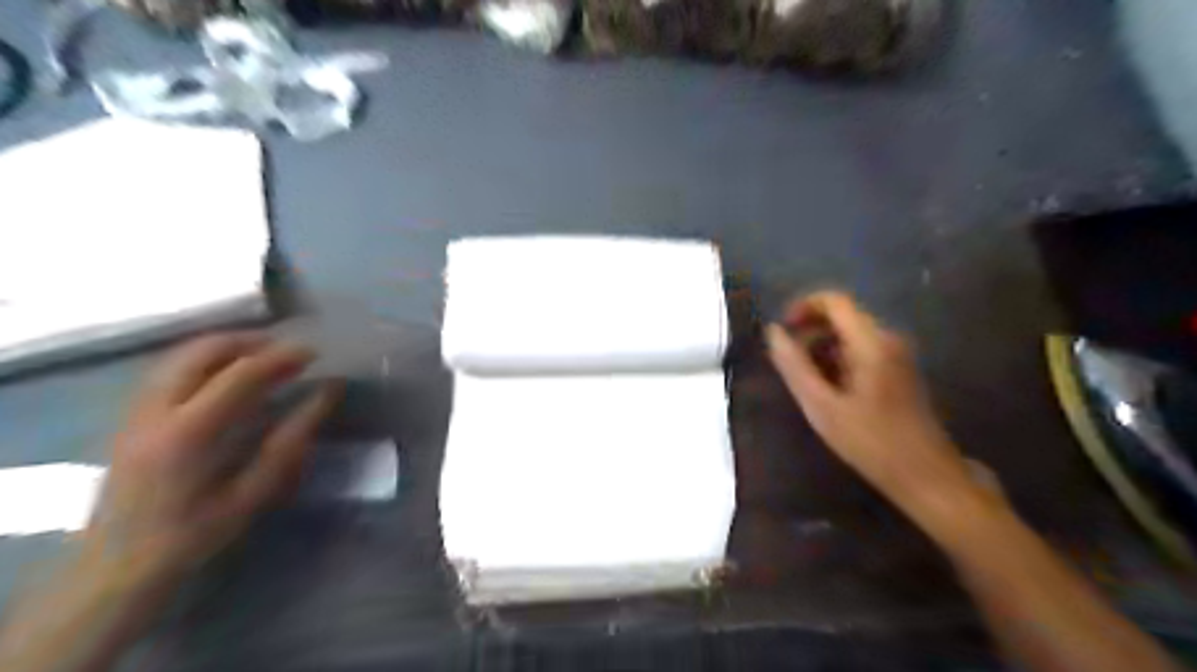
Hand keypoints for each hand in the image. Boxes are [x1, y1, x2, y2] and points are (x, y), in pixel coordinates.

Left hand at [79, 334, 342, 589]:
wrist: (114, 571)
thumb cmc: (195, 535)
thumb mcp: (254, 492)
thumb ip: (291, 439)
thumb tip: (327, 394)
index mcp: (190, 431)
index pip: (242, 373)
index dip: (282, 357)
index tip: (314, 354)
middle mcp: (156, 411)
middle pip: (203, 351)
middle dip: (250, 341)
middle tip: (287, 351)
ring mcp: (136, 412)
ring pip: (181, 356)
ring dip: (226, 347)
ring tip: (264, 357)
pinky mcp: (129, 419)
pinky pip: (168, 371)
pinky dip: (204, 361)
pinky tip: (227, 377)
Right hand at [773, 288, 975, 515]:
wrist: (927, 476)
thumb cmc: (871, 442)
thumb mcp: (822, 406)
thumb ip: (794, 366)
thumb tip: (773, 331)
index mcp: (871, 343)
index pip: (834, 300)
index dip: (803, 307)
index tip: (782, 331)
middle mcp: (888, 339)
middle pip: (842, 316)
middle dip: (810, 333)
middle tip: (789, 365)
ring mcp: (897, 354)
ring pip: (850, 335)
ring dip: (822, 349)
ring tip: (807, 383)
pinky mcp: (899, 370)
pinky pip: (861, 351)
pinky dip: (838, 361)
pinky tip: (829, 392)